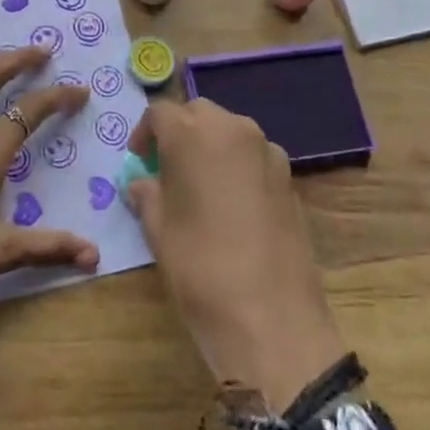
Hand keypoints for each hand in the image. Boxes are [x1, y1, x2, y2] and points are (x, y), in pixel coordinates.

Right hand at [125, 99, 345, 410]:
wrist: (271, 317)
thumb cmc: (200, 266)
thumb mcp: (158, 229)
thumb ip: (147, 195)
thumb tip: (142, 184)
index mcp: (193, 133)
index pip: (160, 112)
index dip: (145, 134)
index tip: (139, 161)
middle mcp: (234, 129)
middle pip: (199, 114)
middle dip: (180, 132)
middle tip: (166, 169)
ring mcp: (267, 151)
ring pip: (230, 132)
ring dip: (211, 146)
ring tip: (199, 187)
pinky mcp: (290, 178)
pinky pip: (254, 157)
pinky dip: (237, 166)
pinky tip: (232, 206)